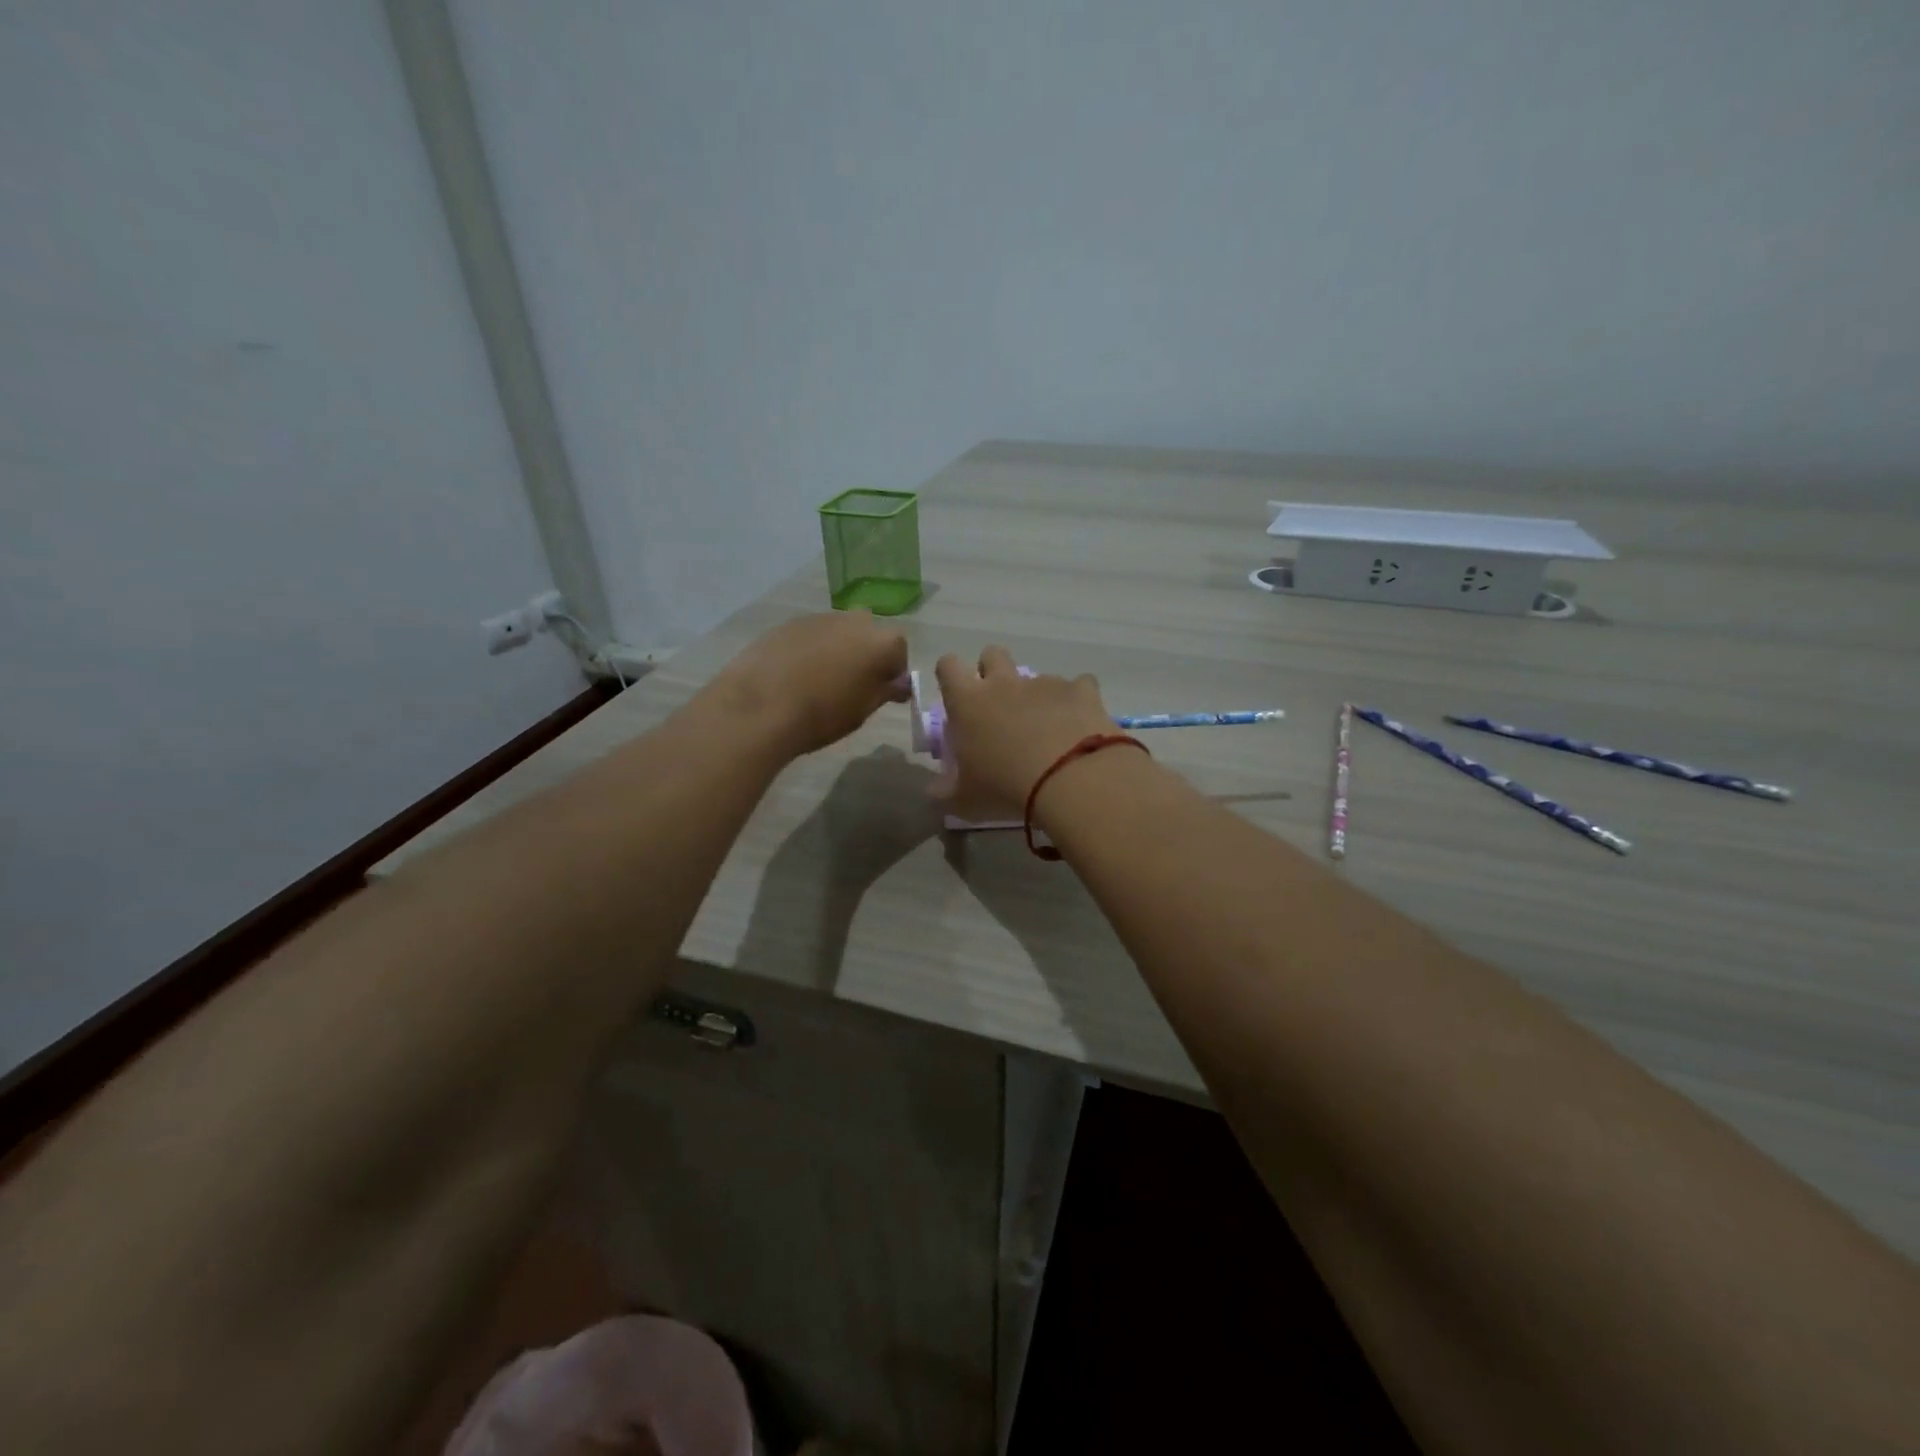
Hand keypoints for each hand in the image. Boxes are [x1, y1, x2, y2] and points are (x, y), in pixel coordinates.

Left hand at [706, 610, 910, 757]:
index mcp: (881, 641)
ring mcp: (820, 618)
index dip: (893, 673)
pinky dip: (811, 650)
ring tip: (820, 682)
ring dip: (838, 651)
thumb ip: (886, 691)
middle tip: (852, 686)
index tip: (882, 694)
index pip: (899, 653)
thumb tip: (900, 683)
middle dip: (866, 656)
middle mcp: (855, 620)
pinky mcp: (789, 623)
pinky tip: (795, 675)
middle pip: (869, 636)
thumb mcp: (863, 710)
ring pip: (839, 633)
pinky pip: (811, 636)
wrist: (761, 705)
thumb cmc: (823, 714)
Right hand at [932, 646, 1118, 817]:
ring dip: (1037, 696)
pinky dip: (1077, 703)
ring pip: (1036, 676)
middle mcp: (1005, 683)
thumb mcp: (964, 800)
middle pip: (992, 654)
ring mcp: (1045, 683)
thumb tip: (934, 792)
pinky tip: (1080, 727)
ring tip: (1047, 730)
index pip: (948, 666)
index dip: (950, 676)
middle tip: (999, 707)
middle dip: (992, 671)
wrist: (1071, 779)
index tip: (956, 697)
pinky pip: (1079, 686)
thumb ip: (944, 792)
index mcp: (969, 702)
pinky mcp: (1081, 690)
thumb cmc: (1005, 787)